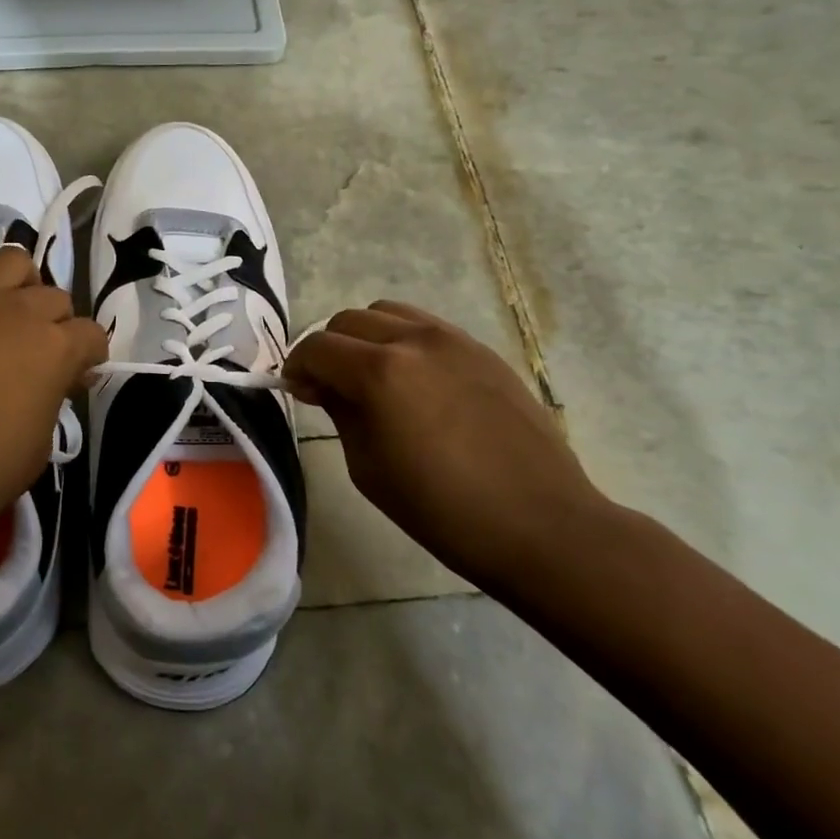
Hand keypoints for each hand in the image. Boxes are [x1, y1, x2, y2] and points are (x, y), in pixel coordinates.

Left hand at [0, 222, 107, 532]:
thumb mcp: (39, 447)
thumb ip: (54, 398)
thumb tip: (60, 374)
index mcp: (53, 347)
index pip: (91, 335)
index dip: (87, 356)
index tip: (74, 376)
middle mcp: (14, 309)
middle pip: (54, 297)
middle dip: (54, 325)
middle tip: (35, 353)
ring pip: (10, 261)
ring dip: (18, 284)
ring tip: (4, 309)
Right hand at [284, 301, 604, 586]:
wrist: (541, 525)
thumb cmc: (442, 510)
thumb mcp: (368, 467)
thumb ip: (340, 412)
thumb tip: (324, 385)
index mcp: (380, 373)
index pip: (317, 348)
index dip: (297, 367)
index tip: (299, 393)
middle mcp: (414, 341)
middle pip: (348, 321)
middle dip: (329, 349)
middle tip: (330, 387)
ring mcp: (454, 340)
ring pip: (388, 313)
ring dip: (366, 337)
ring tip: (373, 377)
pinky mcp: (483, 351)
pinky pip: (427, 327)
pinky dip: (404, 341)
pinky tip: (416, 382)